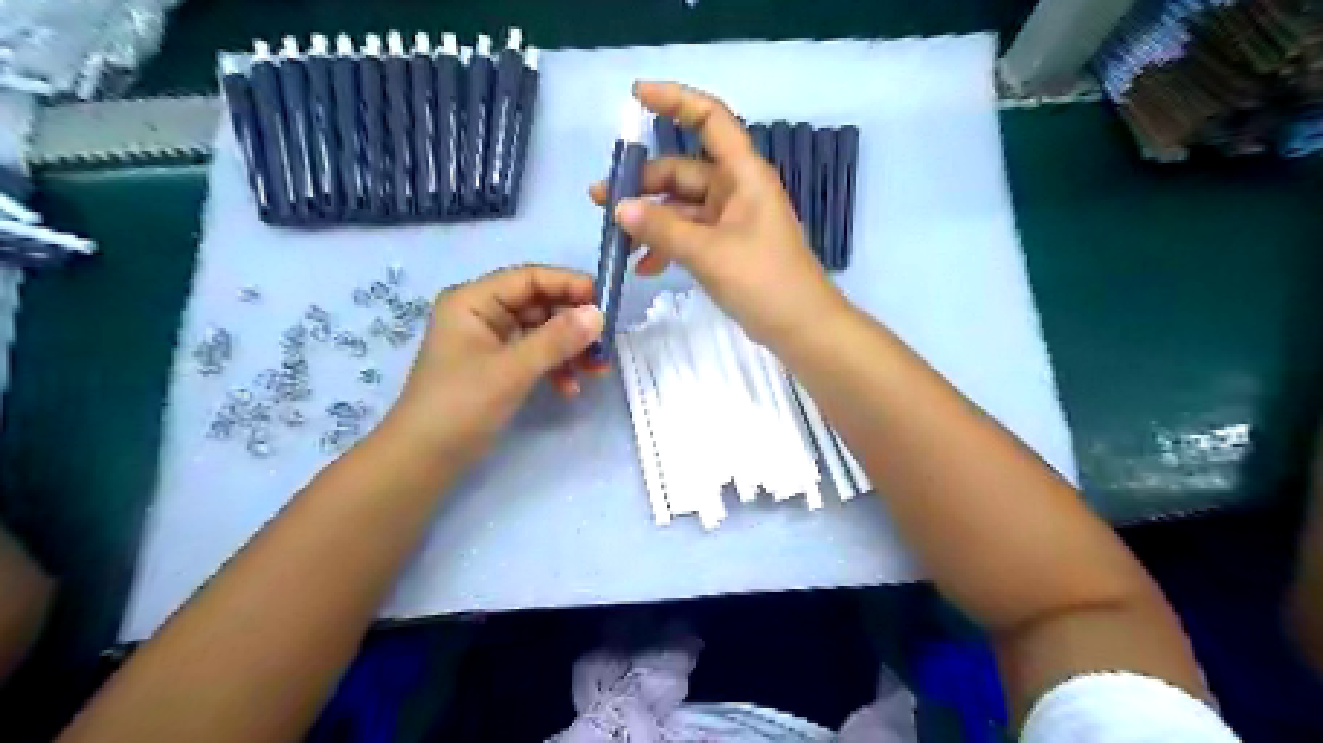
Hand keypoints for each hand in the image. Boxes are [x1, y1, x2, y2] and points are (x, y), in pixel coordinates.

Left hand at [384, 264, 602, 467]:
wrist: (424, 459)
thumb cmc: (461, 406)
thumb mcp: (512, 370)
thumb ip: (557, 339)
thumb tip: (599, 314)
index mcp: (473, 301)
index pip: (529, 278)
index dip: (569, 285)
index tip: (606, 302)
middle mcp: (482, 313)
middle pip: (539, 305)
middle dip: (574, 324)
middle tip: (605, 343)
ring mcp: (490, 341)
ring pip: (542, 332)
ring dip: (570, 349)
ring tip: (597, 370)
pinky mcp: (498, 366)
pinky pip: (535, 355)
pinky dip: (555, 368)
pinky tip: (570, 388)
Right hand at [592, 81, 845, 348]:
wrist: (800, 327)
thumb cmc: (764, 281)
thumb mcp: (709, 252)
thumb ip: (663, 228)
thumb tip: (620, 208)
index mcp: (742, 174)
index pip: (710, 118)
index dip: (675, 100)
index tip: (635, 97)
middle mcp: (736, 189)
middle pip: (682, 170)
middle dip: (642, 184)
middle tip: (600, 202)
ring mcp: (730, 220)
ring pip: (681, 207)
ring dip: (649, 221)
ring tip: (616, 241)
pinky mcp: (726, 246)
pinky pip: (688, 234)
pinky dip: (666, 245)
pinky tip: (643, 267)